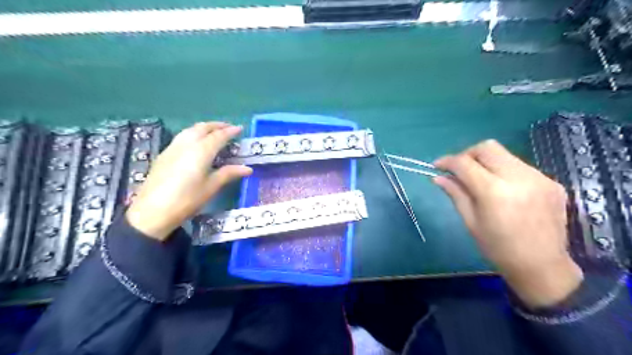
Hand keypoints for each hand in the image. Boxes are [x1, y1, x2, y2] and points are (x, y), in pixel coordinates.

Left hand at [125, 122, 253, 240]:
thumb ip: (229, 173)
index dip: (230, 131)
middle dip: (217, 125)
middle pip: (203, 128)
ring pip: (190, 130)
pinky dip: (193, 134)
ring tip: (213, 132)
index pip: (218, 136)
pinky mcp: (164, 155)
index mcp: (201, 151)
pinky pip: (182, 137)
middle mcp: (186, 144)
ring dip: (204, 128)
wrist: (152, 212)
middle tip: (228, 128)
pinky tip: (196, 143)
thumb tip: (248, 169)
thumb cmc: (187, 200)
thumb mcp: (211, 187)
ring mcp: (173, 148)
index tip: (240, 128)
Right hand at [435, 139, 581, 306]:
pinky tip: (504, 190)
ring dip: (487, 162)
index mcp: (494, 192)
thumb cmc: (498, 248)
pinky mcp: (552, 182)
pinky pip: (521, 167)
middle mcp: (519, 178)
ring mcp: (539, 178)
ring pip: (505, 155)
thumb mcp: (470, 222)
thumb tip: (438, 177)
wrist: (543, 267)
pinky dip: (505, 172)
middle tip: (459, 170)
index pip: (465, 163)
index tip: (437, 166)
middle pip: (487, 147)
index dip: (447, 161)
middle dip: (468, 154)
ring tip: (481, 180)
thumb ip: (455, 193)